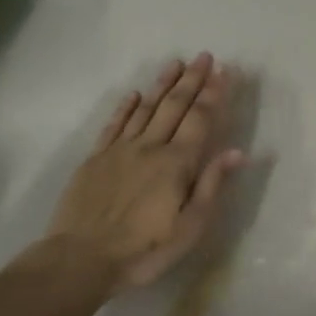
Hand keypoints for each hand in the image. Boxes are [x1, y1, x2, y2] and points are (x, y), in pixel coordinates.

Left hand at [42, 54, 246, 288]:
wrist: (80, 259)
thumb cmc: (143, 250)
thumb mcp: (189, 228)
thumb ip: (211, 186)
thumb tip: (236, 152)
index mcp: (176, 163)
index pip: (200, 119)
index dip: (214, 94)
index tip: (224, 70)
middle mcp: (150, 147)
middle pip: (174, 106)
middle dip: (192, 80)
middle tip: (204, 56)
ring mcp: (120, 150)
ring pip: (145, 108)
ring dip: (162, 84)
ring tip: (176, 63)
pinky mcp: (95, 158)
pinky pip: (114, 124)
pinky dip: (126, 106)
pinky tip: (134, 94)